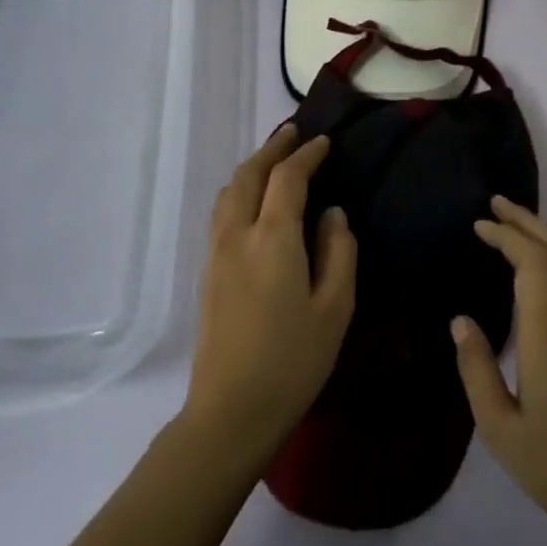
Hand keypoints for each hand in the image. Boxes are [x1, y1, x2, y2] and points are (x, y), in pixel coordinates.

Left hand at [182, 124, 356, 467]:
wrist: (231, 410)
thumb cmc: (293, 360)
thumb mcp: (335, 307)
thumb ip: (338, 252)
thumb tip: (333, 214)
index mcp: (272, 239)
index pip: (287, 179)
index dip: (306, 155)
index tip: (325, 143)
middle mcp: (238, 235)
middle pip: (249, 175)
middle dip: (272, 150)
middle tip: (294, 134)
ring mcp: (216, 254)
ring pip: (229, 192)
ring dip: (252, 168)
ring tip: (274, 161)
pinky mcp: (208, 273)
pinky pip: (222, 213)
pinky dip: (240, 191)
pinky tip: (255, 202)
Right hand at [454, 197, 546, 545]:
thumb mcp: (500, 430)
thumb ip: (477, 370)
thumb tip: (460, 321)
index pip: (532, 263)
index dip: (506, 236)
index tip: (479, 226)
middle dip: (526, 221)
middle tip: (496, 204)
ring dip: (546, 235)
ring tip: (517, 223)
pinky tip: (546, 265)